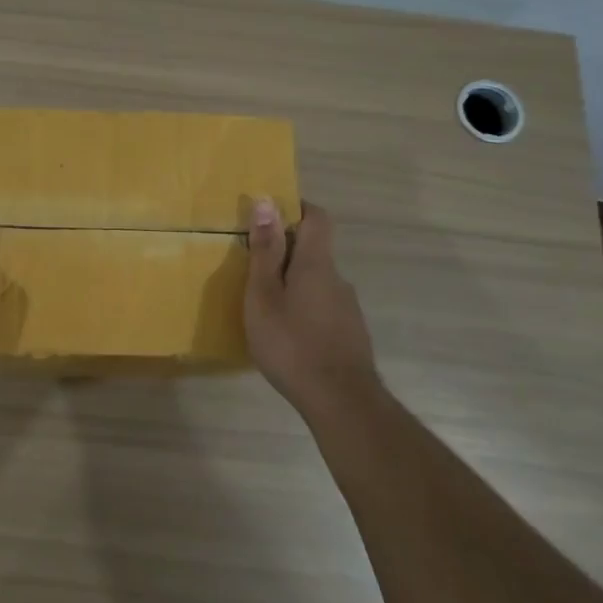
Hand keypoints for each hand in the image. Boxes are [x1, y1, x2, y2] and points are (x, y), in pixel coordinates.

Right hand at [245, 199, 382, 415]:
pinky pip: (323, 307)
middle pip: (314, 251)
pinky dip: (304, 308)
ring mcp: (347, 308)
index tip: (269, 215)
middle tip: (252, 268)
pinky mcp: (349, 334)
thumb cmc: (292, 343)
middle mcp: (337, 279)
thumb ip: (265, 251)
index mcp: (316, 264)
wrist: (341, 401)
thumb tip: (266, 202)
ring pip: (317, 282)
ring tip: (265, 306)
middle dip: (285, 251)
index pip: (317, 217)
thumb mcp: (264, 296)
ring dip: (294, 283)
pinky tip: (287, 334)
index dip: (296, 208)